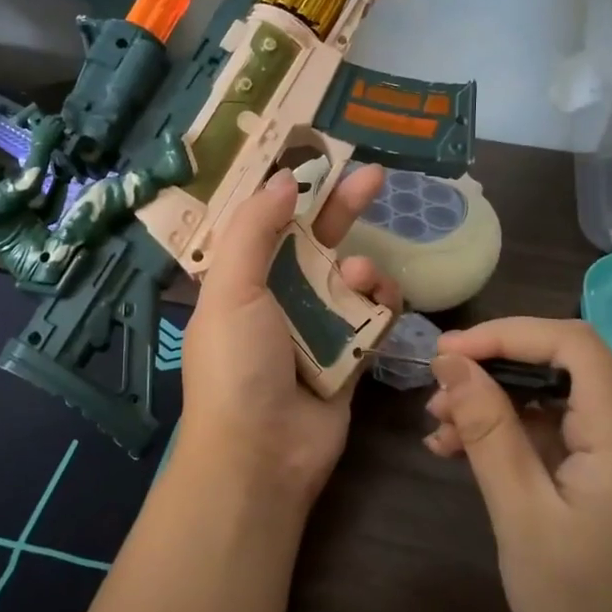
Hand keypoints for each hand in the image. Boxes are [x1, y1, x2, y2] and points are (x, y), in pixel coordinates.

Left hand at [179, 167, 398, 507]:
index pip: (266, 221)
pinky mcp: (349, 354)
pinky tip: (378, 299)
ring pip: (349, 276)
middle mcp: (277, 297)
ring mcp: (315, 326)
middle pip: (314, 240)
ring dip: (360, 266)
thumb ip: (255, 229)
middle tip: (374, 176)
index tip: (316, 155)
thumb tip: (282, 178)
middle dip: (342, 207)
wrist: (262, 455)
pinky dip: (379, 302)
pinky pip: (372, 315)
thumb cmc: (237, 365)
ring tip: (355, 276)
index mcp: (241, 279)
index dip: (289, 189)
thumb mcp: (232, 289)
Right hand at [425, 317, 611, 611]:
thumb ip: (489, 431)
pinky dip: (525, 438)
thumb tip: (451, 363)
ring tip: (443, 436)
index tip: (443, 355)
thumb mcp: (523, 518)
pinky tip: (477, 459)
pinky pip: (575, 436)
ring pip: (565, 401)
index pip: (570, 342)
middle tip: (434, 403)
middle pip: (566, 367)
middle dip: (494, 373)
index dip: (503, 334)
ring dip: (503, 408)